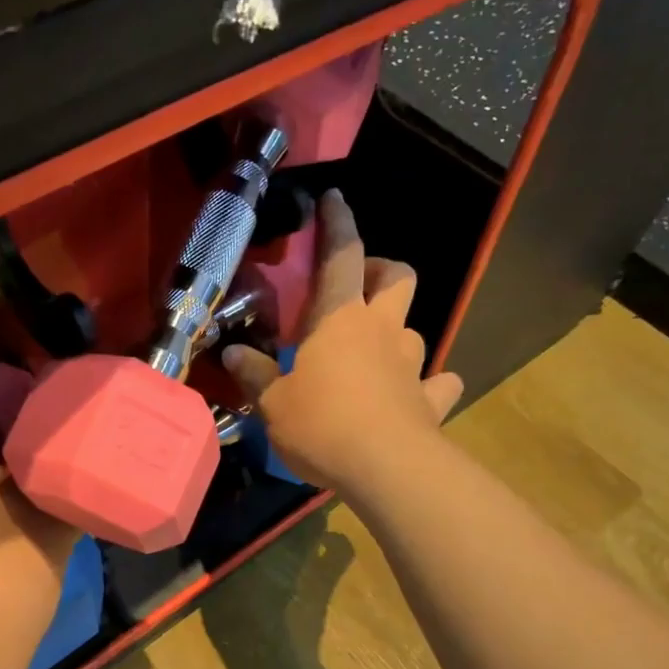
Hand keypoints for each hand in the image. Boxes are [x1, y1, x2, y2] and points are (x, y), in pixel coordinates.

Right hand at [222, 189, 462, 493]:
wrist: (386, 469)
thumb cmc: (322, 424)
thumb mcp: (273, 403)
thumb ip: (255, 374)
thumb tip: (232, 352)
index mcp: (340, 319)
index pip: (342, 256)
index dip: (337, 224)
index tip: (334, 199)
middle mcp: (382, 331)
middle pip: (398, 278)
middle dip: (382, 270)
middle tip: (357, 287)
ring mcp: (411, 365)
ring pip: (414, 330)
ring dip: (396, 332)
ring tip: (373, 352)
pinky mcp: (429, 401)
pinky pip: (436, 384)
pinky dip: (428, 385)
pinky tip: (416, 395)